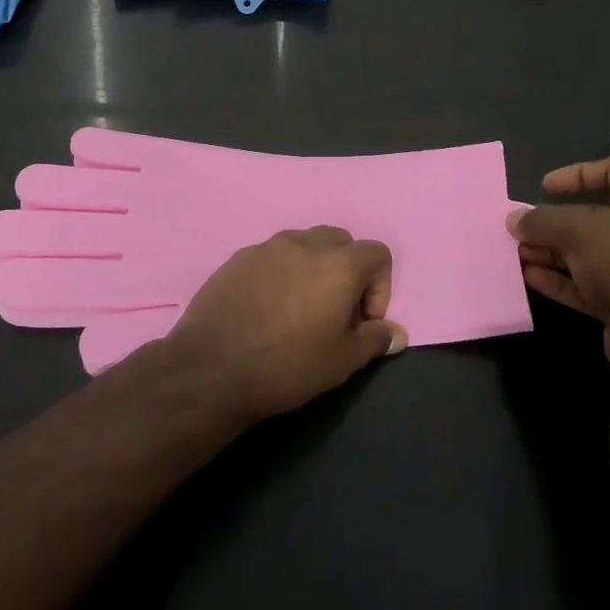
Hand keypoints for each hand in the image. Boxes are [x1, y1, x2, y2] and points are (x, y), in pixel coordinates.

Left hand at [158, 227, 407, 422]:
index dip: (380, 287)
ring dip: (313, 268)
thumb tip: (397, 333)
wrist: (212, 369)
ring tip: (299, 309)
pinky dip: (281, 273)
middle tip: (334, 311)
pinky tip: (267, 308)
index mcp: (339, 263)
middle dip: (347, 270)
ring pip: (304, 244)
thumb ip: (375, 340)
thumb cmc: (288, 365)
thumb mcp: (342, 361)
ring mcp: (268, 247)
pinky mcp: (238, 258)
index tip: (363, 321)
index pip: (378, 253)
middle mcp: (305, 243)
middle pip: (341, 241)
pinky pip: (272, 256)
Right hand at [508, 158, 609, 377]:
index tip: (544, 187)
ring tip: (518, 253)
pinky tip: (530, 277)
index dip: (576, 174)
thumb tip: (514, 218)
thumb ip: (543, 220)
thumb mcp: (578, 229)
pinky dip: (561, 278)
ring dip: (553, 251)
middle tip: (523, 226)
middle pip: (595, 216)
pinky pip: (590, 282)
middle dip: (555, 221)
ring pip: (589, 252)